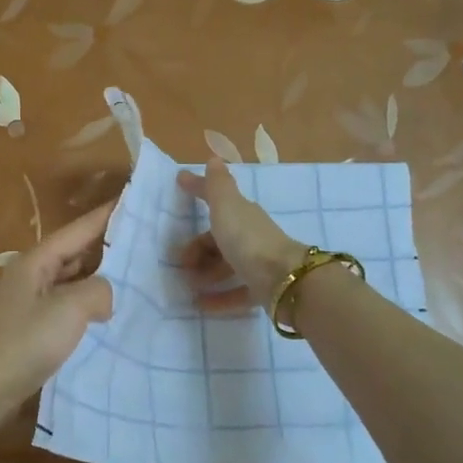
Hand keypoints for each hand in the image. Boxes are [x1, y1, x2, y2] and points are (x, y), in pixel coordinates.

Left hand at [0, 202, 115, 456]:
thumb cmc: (26, 343)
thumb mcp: (70, 309)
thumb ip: (98, 290)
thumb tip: (106, 295)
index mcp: (35, 261)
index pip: (78, 229)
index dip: (106, 215)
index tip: (133, 199)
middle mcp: (31, 274)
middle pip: (74, 251)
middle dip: (106, 245)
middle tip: (144, 239)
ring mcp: (30, 301)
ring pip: (72, 278)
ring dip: (99, 276)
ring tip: (135, 273)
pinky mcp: (33, 326)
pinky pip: (67, 303)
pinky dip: (88, 301)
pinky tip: (109, 310)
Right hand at [175, 157, 307, 312]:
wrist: (283, 279)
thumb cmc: (248, 240)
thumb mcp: (226, 208)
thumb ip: (217, 185)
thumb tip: (214, 157)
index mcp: (242, 214)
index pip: (216, 198)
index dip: (198, 189)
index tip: (179, 182)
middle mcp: (250, 236)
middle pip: (219, 239)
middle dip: (197, 248)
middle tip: (180, 262)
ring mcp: (258, 263)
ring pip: (226, 265)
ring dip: (205, 273)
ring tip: (189, 284)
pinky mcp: (262, 289)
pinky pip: (235, 292)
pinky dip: (218, 297)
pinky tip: (201, 304)